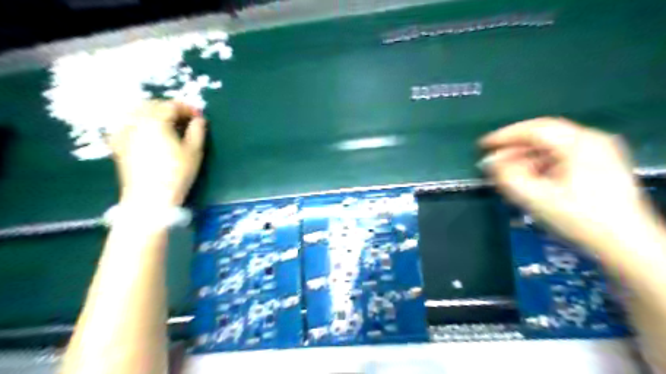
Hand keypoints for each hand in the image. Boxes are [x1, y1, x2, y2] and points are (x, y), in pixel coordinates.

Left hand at [109, 100, 206, 205]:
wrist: (149, 198)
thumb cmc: (176, 173)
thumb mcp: (194, 152)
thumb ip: (197, 131)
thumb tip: (199, 119)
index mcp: (156, 121)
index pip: (171, 106)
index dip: (187, 108)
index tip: (199, 117)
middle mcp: (136, 121)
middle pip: (152, 105)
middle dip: (169, 108)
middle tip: (184, 119)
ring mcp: (123, 132)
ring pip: (137, 112)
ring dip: (153, 112)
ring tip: (167, 123)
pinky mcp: (117, 144)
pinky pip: (126, 123)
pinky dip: (138, 121)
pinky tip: (146, 130)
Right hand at [482, 116, 656, 256]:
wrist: (626, 244)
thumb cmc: (579, 219)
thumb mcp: (536, 198)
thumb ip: (508, 177)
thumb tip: (491, 163)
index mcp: (579, 144)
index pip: (534, 129)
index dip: (505, 136)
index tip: (483, 145)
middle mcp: (592, 140)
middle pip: (543, 135)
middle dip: (514, 147)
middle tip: (493, 161)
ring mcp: (599, 151)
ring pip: (552, 146)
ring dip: (526, 157)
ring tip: (508, 172)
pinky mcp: (600, 164)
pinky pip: (562, 156)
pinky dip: (541, 163)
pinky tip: (530, 177)